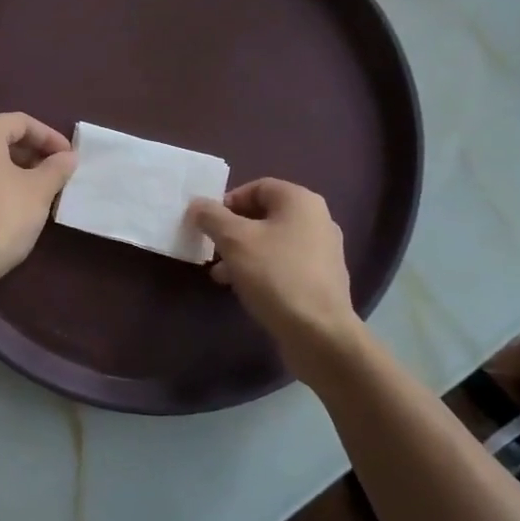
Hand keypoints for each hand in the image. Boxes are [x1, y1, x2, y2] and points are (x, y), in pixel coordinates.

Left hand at [0, 113, 76, 291]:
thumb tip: (68, 157)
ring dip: (14, 168)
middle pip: (1, 138)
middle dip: (31, 152)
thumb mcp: (39, 190)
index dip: (49, 136)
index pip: (21, 122)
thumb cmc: (3, 216)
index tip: (69, 157)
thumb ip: (56, 168)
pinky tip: (14, 203)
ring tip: (39, 187)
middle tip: (56, 171)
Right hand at [189, 179, 370, 383]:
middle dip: (233, 230)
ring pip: (272, 242)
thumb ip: (212, 217)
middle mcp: (317, 220)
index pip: (257, 187)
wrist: (319, 333)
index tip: (209, 223)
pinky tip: (243, 289)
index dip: (228, 201)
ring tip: (220, 274)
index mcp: (300, 201)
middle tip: (211, 248)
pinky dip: (261, 270)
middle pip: (264, 215)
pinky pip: (284, 264)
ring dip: (243, 253)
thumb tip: (197, 204)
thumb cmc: (275, 275)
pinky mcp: (321, 280)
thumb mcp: (234, 240)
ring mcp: (323, 251)